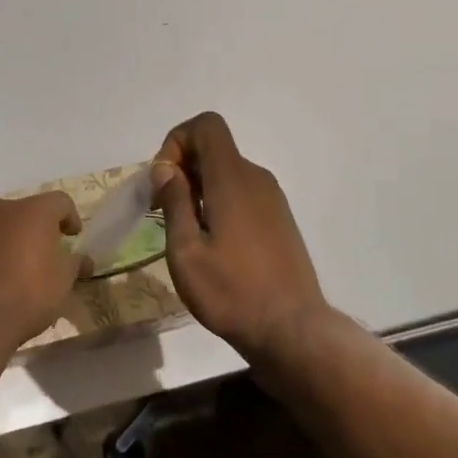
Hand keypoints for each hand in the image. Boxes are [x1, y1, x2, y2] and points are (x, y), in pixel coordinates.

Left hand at [0, 192, 85, 350]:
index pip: (60, 201)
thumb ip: (75, 264)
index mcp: (33, 211)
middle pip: (26, 211)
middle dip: (36, 229)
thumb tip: (83, 261)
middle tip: (44, 253)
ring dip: (8, 240)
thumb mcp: (63, 282)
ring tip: (14, 268)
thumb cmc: (27, 294)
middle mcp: (1, 208)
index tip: (73, 237)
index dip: (70, 217)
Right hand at [152, 112, 327, 356]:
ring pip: (227, 172)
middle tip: (164, 211)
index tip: (164, 181)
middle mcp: (256, 178)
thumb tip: (166, 167)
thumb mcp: (186, 251)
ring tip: (187, 234)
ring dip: (200, 188)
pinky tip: (213, 245)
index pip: (206, 125)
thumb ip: (175, 201)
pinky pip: (243, 193)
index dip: (178, 141)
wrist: (293, 331)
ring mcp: (272, 199)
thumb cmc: (231, 292)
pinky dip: (220, 202)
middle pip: (215, 148)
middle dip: (183, 168)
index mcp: (232, 177)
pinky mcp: (279, 219)